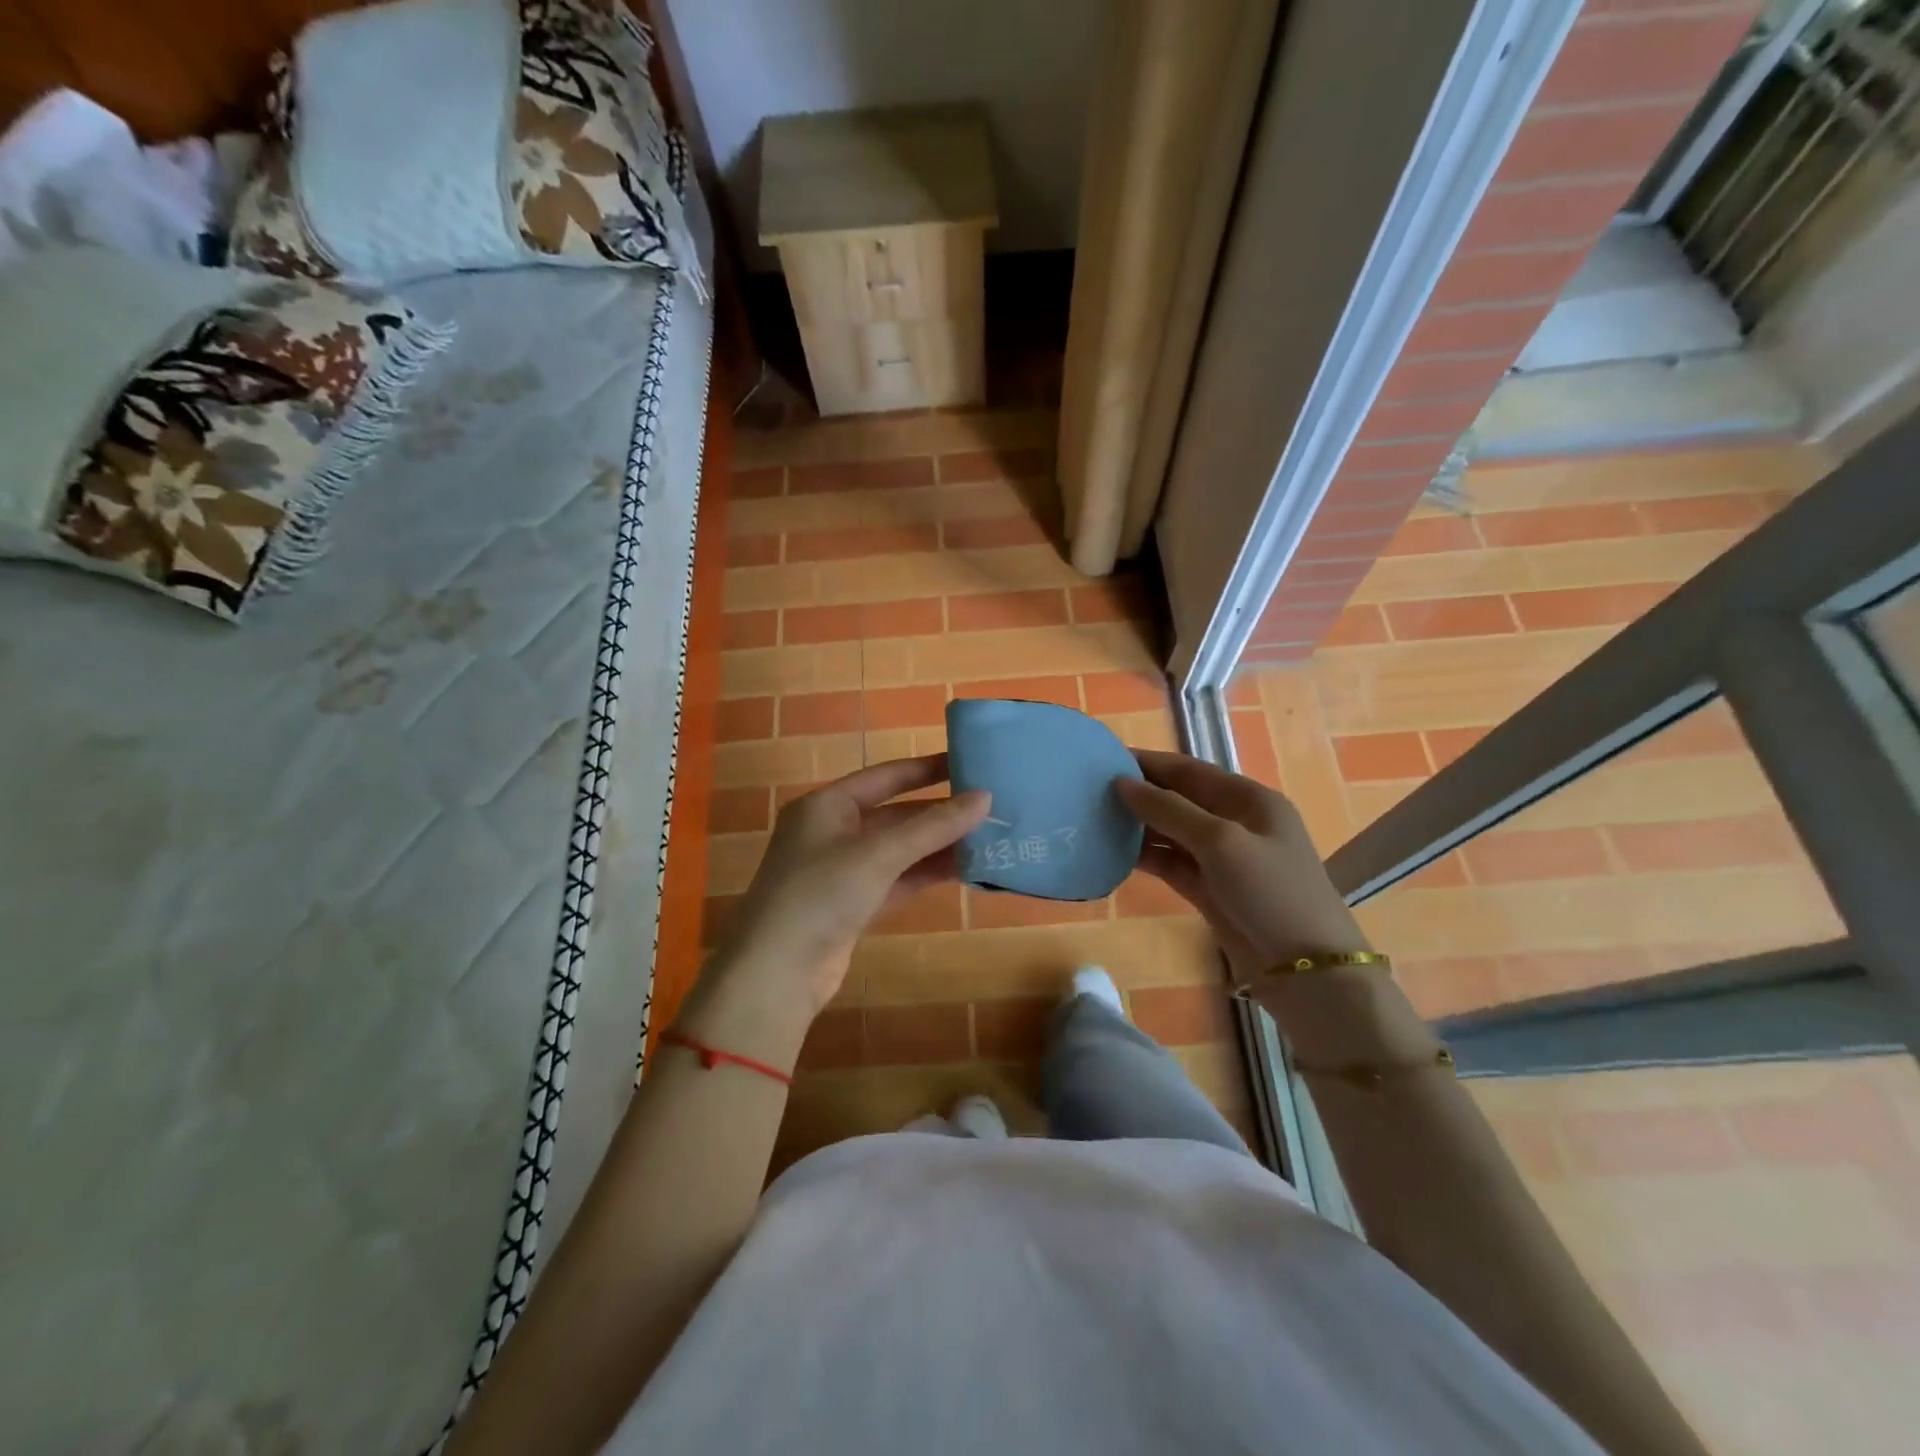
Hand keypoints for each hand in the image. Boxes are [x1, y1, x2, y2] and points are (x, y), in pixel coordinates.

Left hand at [709, 754, 990, 1015]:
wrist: (777, 972)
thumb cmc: (821, 893)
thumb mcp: (879, 853)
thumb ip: (933, 826)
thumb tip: (984, 797)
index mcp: (826, 805)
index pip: (885, 776)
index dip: (926, 768)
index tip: (968, 763)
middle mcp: (833, 831)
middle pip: (896, 814)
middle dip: (940, 813)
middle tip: (990, 806)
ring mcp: (843, 870)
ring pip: (900, 850)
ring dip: (939, 846)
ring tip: (989, 838)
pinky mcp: (853, 904)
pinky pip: (897, 879)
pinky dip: (926, 874)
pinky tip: (966, 870)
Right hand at [1115, 750, 1369, 980]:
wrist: (1305, 970)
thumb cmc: (1271, 892)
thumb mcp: (1221, 842)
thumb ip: (1170, 810)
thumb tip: (1122, 783)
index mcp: (1249, 799)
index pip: (1190, 770)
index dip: (1149, 763)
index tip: (1104, 758)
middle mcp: (1235, 822)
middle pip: (1179, 798)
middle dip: (1140, 792)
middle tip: (1090, 789)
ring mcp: (1222, 858)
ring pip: (1172, 831)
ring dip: (1138, 825)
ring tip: (1094, 817)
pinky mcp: (1209, 888)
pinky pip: (1171, 862)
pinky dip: (1145, 856)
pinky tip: (1112, 851)